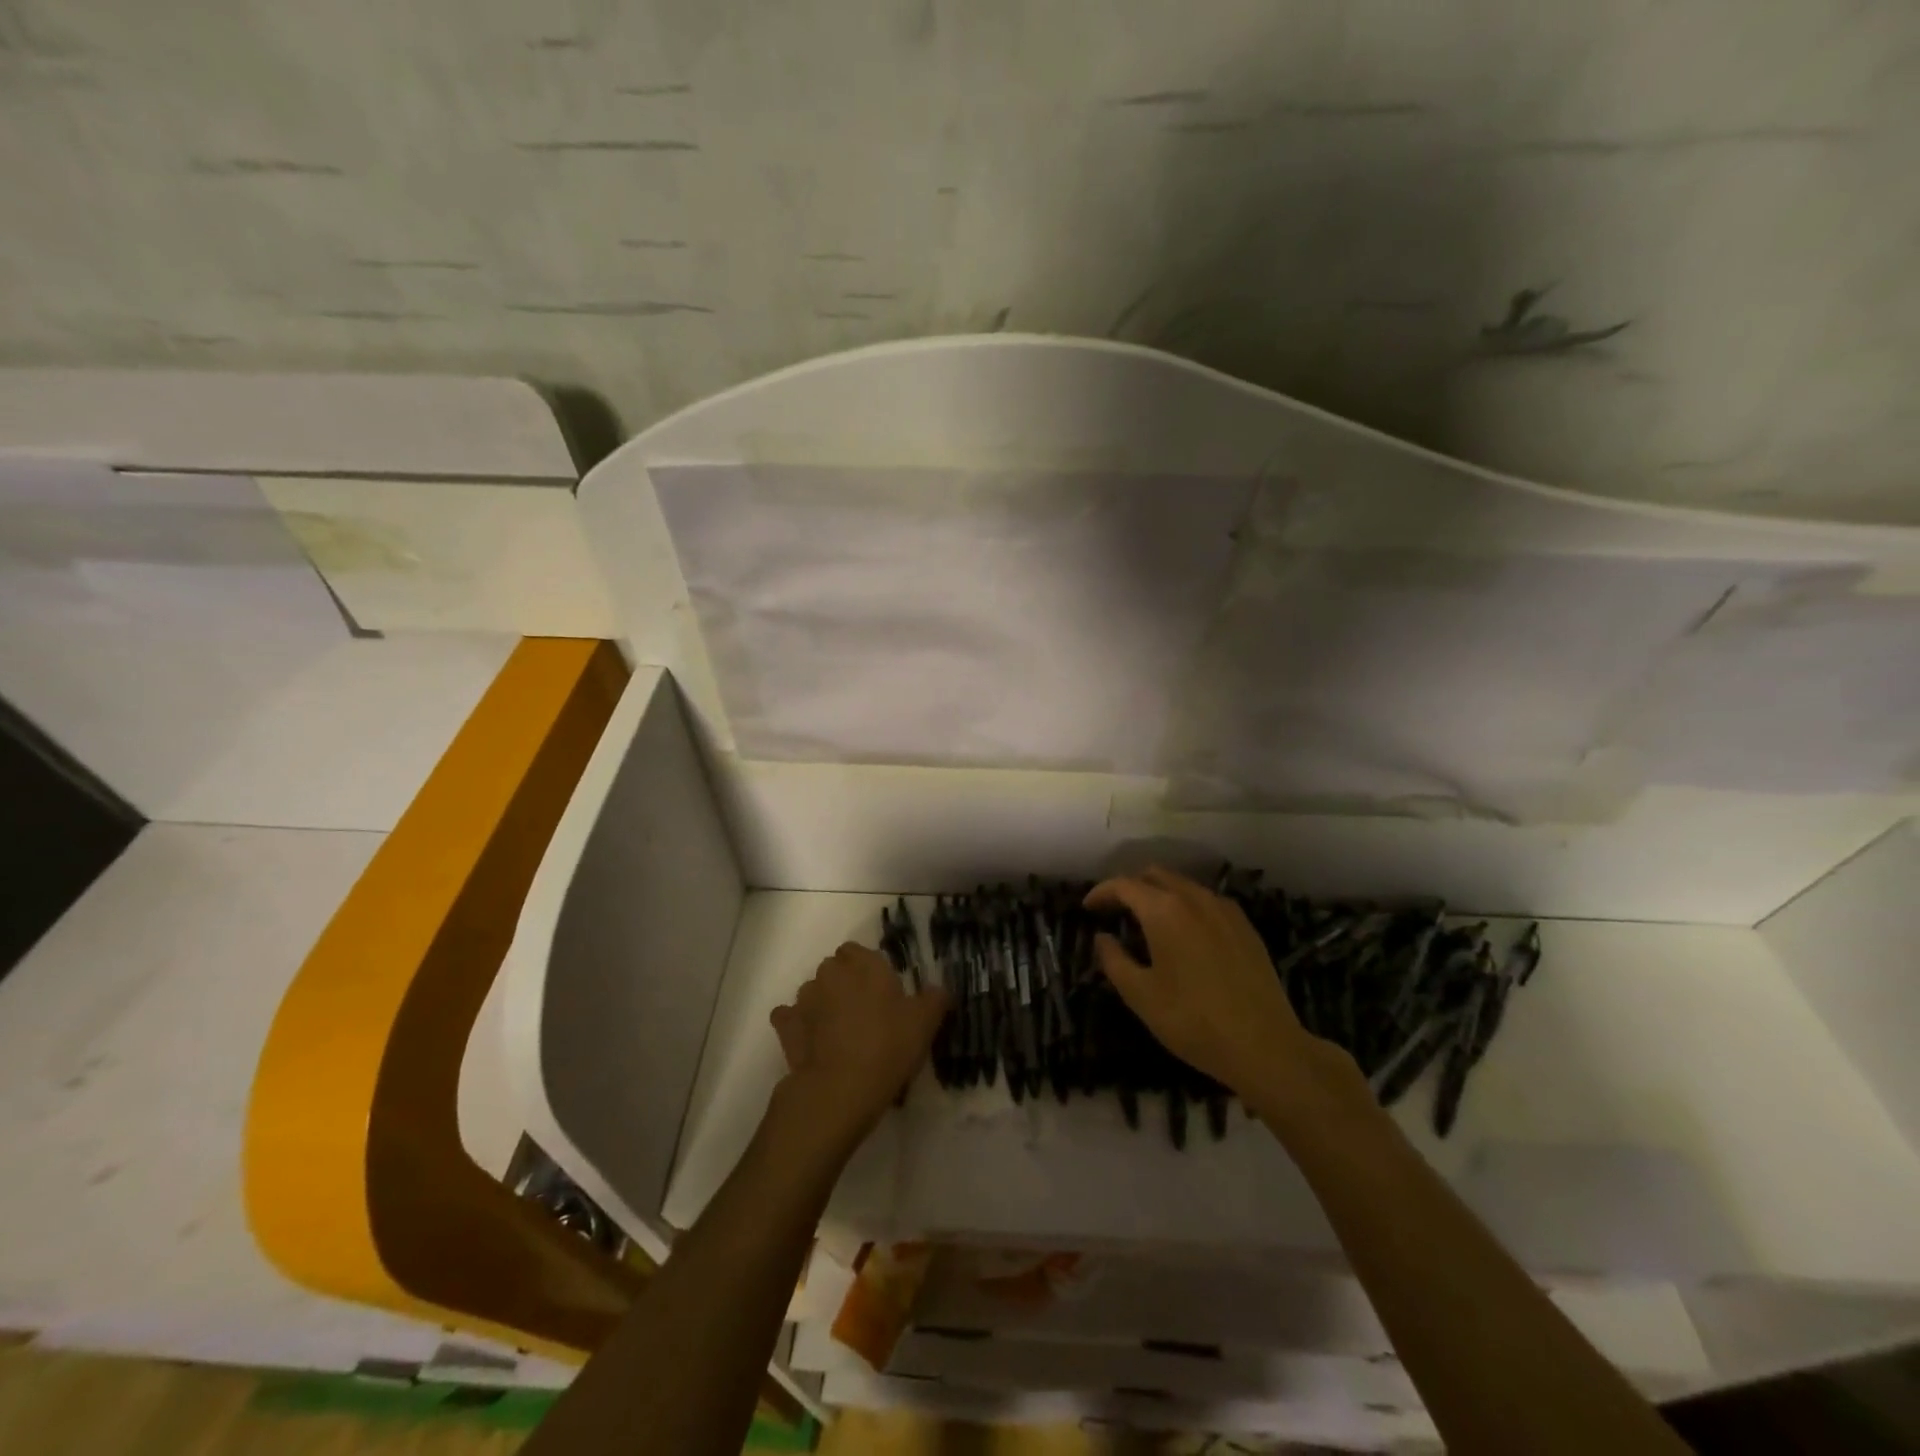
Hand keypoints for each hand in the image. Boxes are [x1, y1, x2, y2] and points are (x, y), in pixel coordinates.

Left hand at [768, 943, 948, 1157]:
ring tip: (840, 1033)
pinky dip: (797, 1025)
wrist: (840, 1089)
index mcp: (864, 964)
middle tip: (864, 1014)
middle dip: (845, 984)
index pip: (858, 951)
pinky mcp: (786, 1026)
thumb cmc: (888, 1046)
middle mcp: (830, 972)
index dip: (867, 969)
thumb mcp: (925, 1023)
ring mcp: (804, 998)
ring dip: (823, 1004)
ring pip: (813, 991)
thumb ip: (935, 998)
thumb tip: (939, 990)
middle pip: (835, 969)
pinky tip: (811, 1042)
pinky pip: (789, 1017)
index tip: (881, 992)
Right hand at [1085, 867, 1356, 1109]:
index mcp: (1164, 910)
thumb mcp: (1141, 996)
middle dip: (1130, 887)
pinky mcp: (1245, 927)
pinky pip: (1207, 901)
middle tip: (1115, 912)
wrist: (1265, 1046)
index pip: (1124, 885)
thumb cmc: (1193, 1021)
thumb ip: (1114, 960)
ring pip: (1183, 885)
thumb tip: (1102, 938)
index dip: (1101, 893)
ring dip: (1159, 894)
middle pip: (1155, 875)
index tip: (1088, 908)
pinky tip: (1185, 934)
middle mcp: (1195, 899)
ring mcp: (1225, 910)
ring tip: (1147, 922)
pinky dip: (1186, 906)